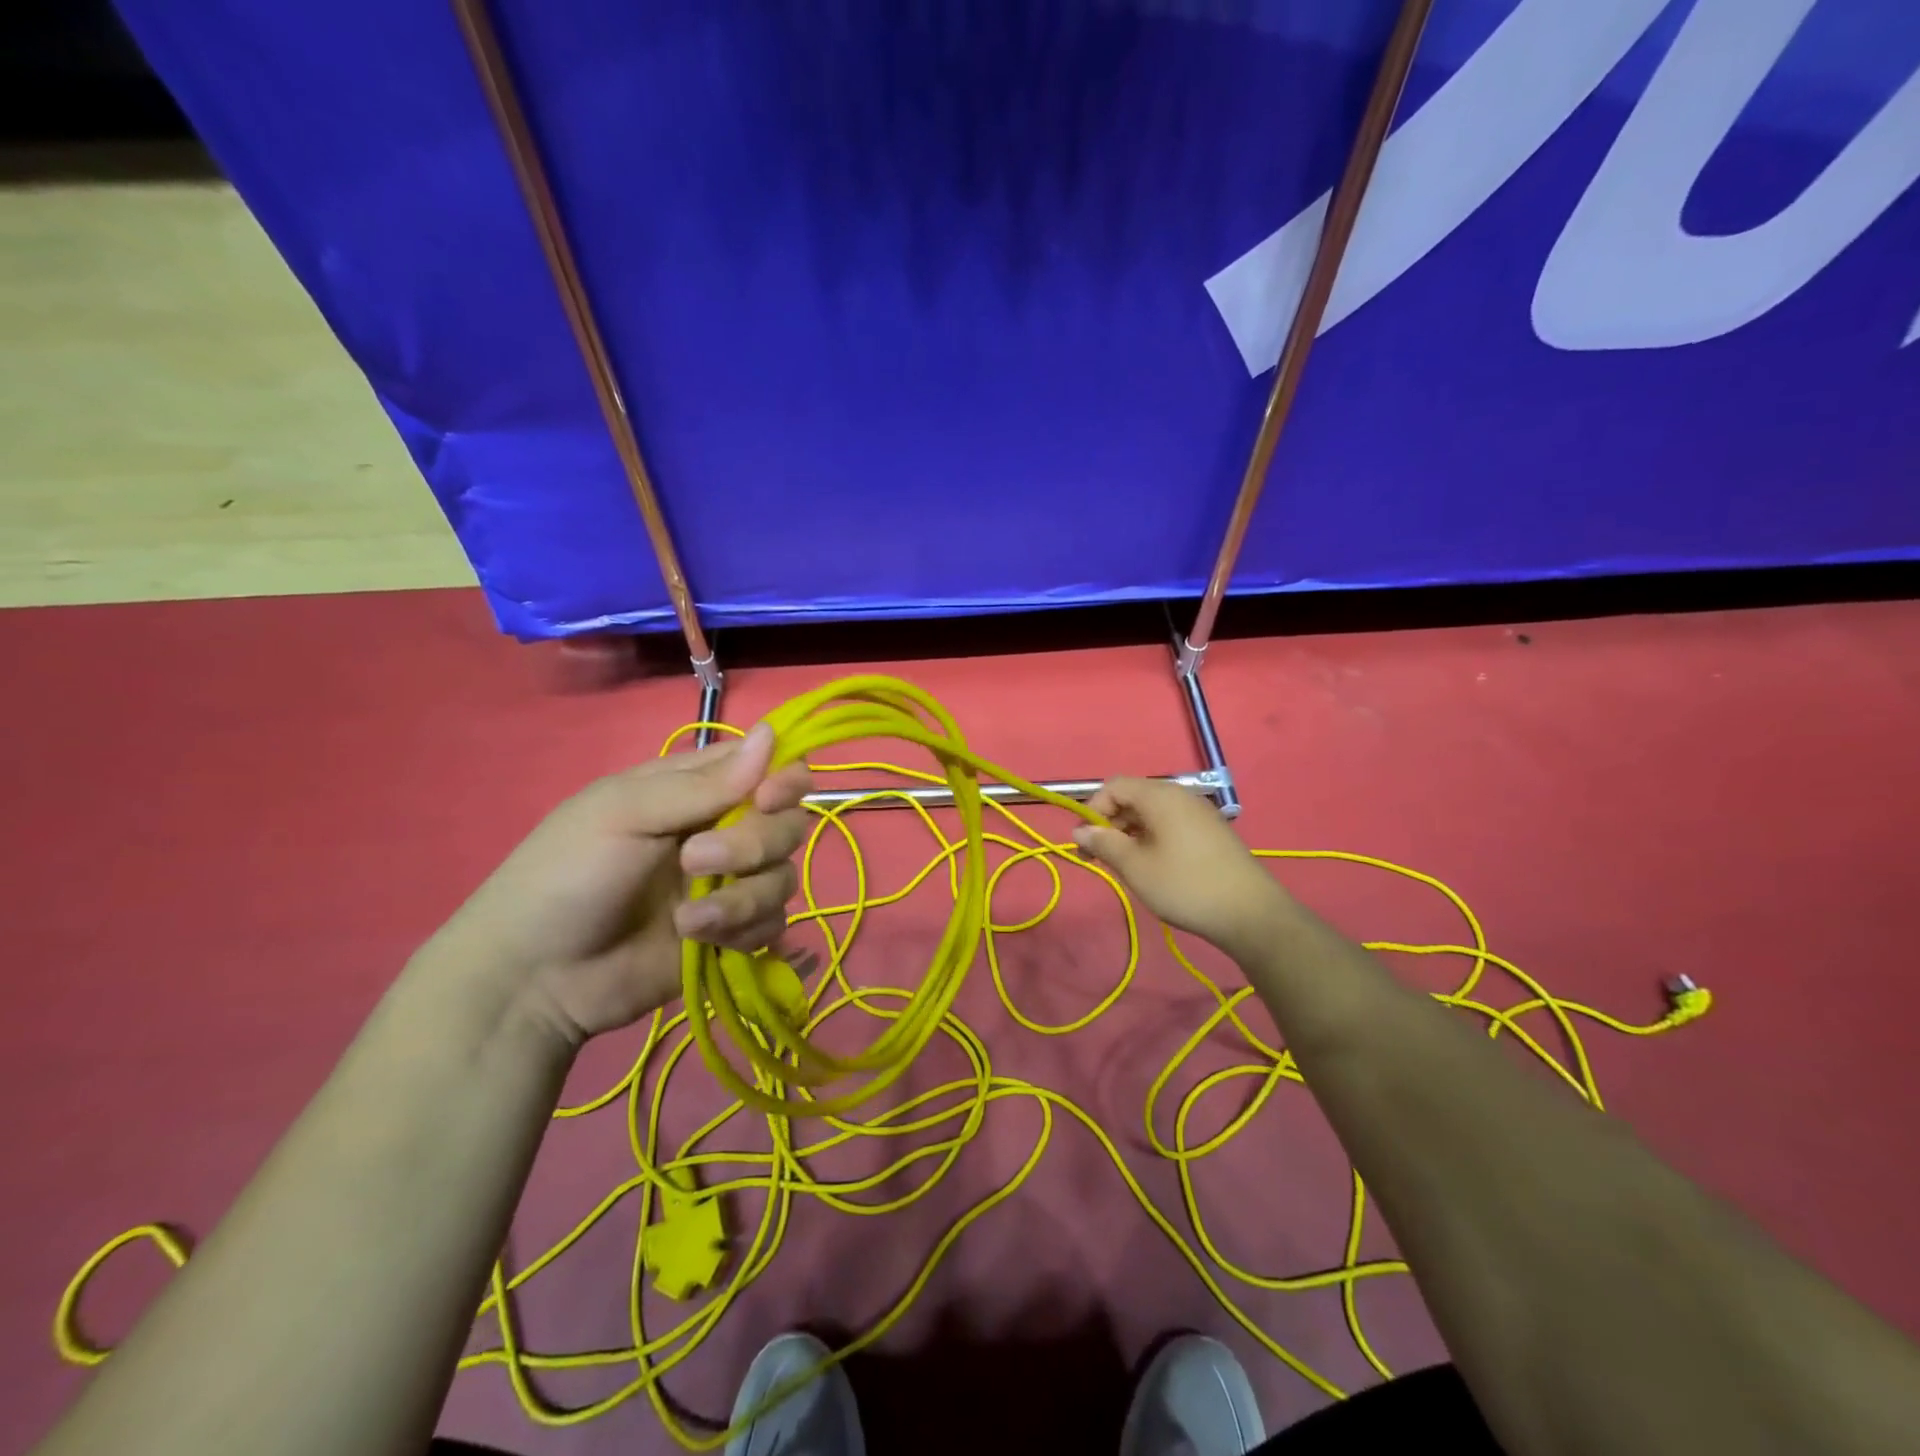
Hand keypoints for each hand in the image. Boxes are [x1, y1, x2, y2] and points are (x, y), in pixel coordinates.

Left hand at [427, 723, 811, 1041]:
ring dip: (743, 898)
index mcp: (694, 790)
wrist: (535, 978)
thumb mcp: (625, 814)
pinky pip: (773, 923)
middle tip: (695, 861)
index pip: (766, 767)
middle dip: (752, 844)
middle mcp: (721, 831)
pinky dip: (743, 931)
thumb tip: (772, 732)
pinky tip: (697, 940)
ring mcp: (729, 885)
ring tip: (688, 919)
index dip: (782, 779)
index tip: (768, 798)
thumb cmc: (567, 875)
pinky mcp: (732, 933)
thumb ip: (704, 783)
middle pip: (785, 823)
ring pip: (783, 877)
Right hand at [1072, 777, 1294, 963]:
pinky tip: (1154, 866)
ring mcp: (1198, 812)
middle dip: (1110, 823)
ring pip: (1151, 812)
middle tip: (1101, 858)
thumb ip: (1104, 843)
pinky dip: (1152, 837)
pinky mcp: (1210, 831)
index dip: (1092, 810)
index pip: (1113, 786)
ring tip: (1126, 866)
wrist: (1251, 913)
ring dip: (1130, 832)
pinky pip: (1170, 823)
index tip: (1086, 844)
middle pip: (1132, 796)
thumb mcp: (1135, 867)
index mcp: (1159, 796)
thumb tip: (1079, 830)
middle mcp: (1179, 795)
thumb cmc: (1185, 885)